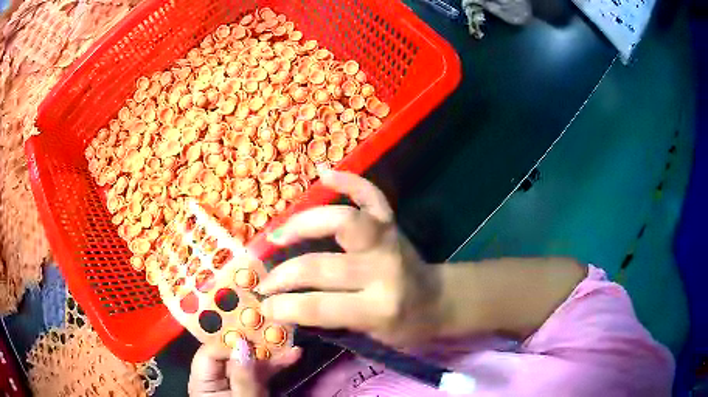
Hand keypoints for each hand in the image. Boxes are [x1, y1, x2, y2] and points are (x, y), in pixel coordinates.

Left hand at [188, 338, 300, 396]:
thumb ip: (243, 378)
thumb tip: (242, 345)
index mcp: (202, 382)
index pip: (210, 353)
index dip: (230, 345)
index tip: (253, 342)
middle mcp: (215, 378)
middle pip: (230, 354)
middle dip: (254, 345)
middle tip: (275, 334)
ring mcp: (234, 383)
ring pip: (249, 362)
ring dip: (271, 355)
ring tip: (292, 348)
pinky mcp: (249, 388)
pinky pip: (260, 373)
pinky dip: (276, 367)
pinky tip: (292, 357)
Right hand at [257, 170, 443, 346]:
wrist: (438, 299)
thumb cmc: (404, 325)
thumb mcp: (370, 334)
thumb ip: (329, 319)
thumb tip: (282, 304)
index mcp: (379, 308)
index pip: (319, 307)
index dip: (285, 308)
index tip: (264, 306)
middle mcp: (383, 271)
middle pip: (321, 267)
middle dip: (283, 275)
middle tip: (265, 281)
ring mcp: (388, 241)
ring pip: (341, 222)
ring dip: (302, 225)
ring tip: (278, 235)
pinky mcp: (392, 224)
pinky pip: (371, 195)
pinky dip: (348, 180)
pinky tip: (324, 175)